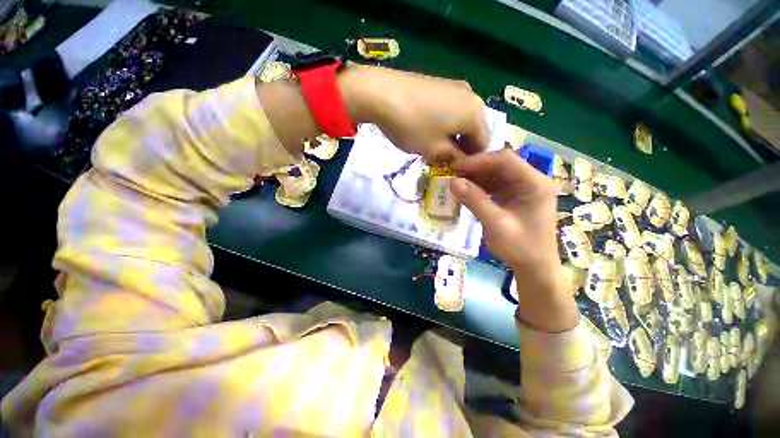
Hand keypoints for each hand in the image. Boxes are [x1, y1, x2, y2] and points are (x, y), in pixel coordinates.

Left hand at [339, 66, 488, 162]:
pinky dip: (443, 124)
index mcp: (476, 113)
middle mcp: (471, 96)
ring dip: (451, 137)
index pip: (483, 144)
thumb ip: (454, 158)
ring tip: (433, 146)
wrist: (381, 93)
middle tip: (443, 160)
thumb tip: (461, 162)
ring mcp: (455, 86)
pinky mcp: (439, 83)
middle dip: (460, 148)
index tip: (455, 171)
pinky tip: (426, 129)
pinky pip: (449, 109)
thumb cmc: (412, 126)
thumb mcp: (435, 150)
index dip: (470, 161)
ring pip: (460, 120)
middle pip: (473, 130)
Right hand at [451, 149, 578, 331]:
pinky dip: (482, 187)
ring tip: (458, 182)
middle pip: (502, 164)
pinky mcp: (518, 196)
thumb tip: (453, 181)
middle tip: (454, 174)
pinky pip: (497, 185)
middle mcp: (533, 181)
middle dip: (477, 168)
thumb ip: (474, 201)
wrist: (535, 268)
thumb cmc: (520, 248)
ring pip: (498, 173)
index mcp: (536, 184)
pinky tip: (468, 191)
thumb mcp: (495, 224)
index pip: (506, 160)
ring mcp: (526, 188)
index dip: (479, 161)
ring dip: (478, 177)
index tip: (457, 167)